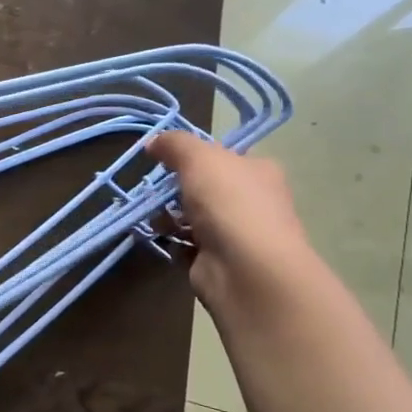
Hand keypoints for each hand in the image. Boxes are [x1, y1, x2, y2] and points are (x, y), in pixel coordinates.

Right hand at [146, 132, 316, 313]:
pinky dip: (172, 241)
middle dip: (176, 189)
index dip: (195, 155)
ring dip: (170, 216)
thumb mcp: (199, 158)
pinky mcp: (218, 260)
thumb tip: (153, 142)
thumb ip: (175, 144)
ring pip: (194, 217)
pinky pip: (187, 244)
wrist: (245, 268)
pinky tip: (160, 238)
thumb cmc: (228, 203)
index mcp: (258, 171)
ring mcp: (237, 233)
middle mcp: (252, 200)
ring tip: (153, 217)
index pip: (225, 156)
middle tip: (154, 191)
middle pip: (206, 187)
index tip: (166, 159)